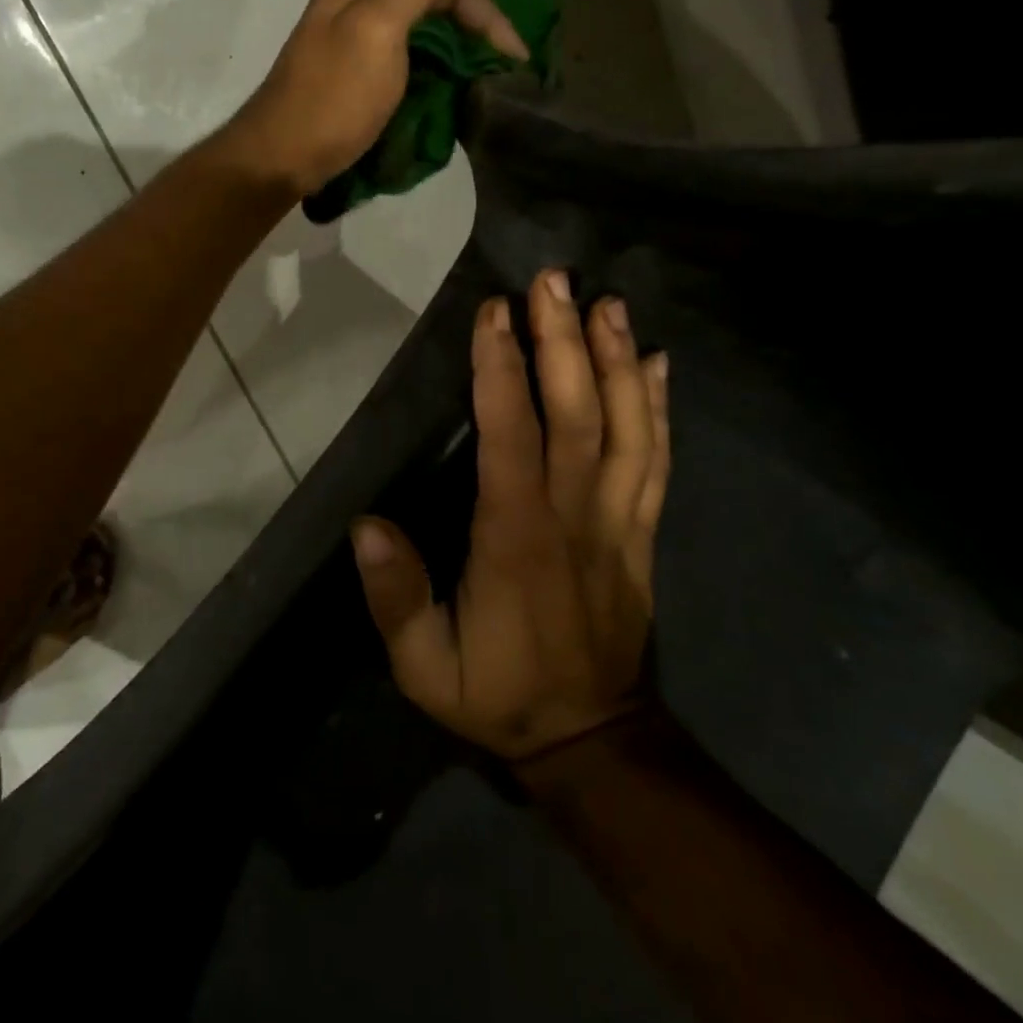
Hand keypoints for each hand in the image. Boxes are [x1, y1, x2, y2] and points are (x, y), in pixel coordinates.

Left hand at [221, 0, 528, 195]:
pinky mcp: (354, 72)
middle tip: (518, 54)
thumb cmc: (332, 97)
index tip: (520, 50)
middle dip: (480, 17)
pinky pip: (408, 53)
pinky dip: (436, 61)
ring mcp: (355, 35)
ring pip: (423, 23)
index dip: (489, 4)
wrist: (281, 157)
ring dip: (462, 39)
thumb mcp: (377, 30)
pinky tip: (455, 78)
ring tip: (496, 67)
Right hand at [352, 272, 668, 759]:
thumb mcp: (424, 668)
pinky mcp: (641, 534)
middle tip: (555, 280)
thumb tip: (365, 525)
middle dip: (565, 342)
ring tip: (607, 302)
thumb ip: (395, 598)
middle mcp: (574, 518)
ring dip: (615, 361)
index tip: (496, 312)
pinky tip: (654, 363)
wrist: (592, 742)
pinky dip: (657, 408)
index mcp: (516, 539)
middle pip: (577, 415)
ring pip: (626, 429)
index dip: (503, 370)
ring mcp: (618, 523)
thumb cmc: (499, 696)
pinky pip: (656, 461)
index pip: (512, 437)